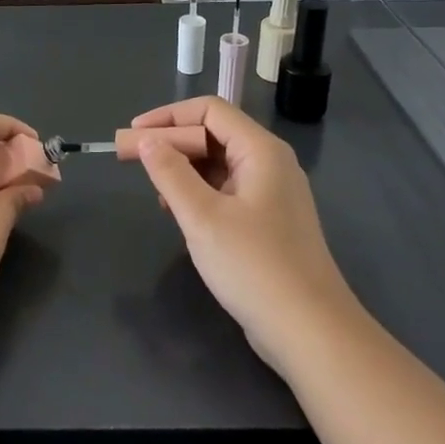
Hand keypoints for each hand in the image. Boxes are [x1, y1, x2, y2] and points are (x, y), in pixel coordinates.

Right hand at [131, 96, 355, 370]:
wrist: (311, 333)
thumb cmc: (255, 266)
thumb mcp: (203, 217)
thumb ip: (171, 173)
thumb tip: (147, 141)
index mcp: (261, 151)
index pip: (210, 110)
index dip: (168, 116)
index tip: (134, 134)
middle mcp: (270, 164)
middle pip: (215, 134)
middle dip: (172, 143)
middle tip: (133, 160)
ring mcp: (273, 195)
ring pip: (220, 165)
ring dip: (184, 170)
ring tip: (155, 192)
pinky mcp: (269, 223)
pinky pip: (227, 191)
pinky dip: (199, 193)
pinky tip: (180, 214)